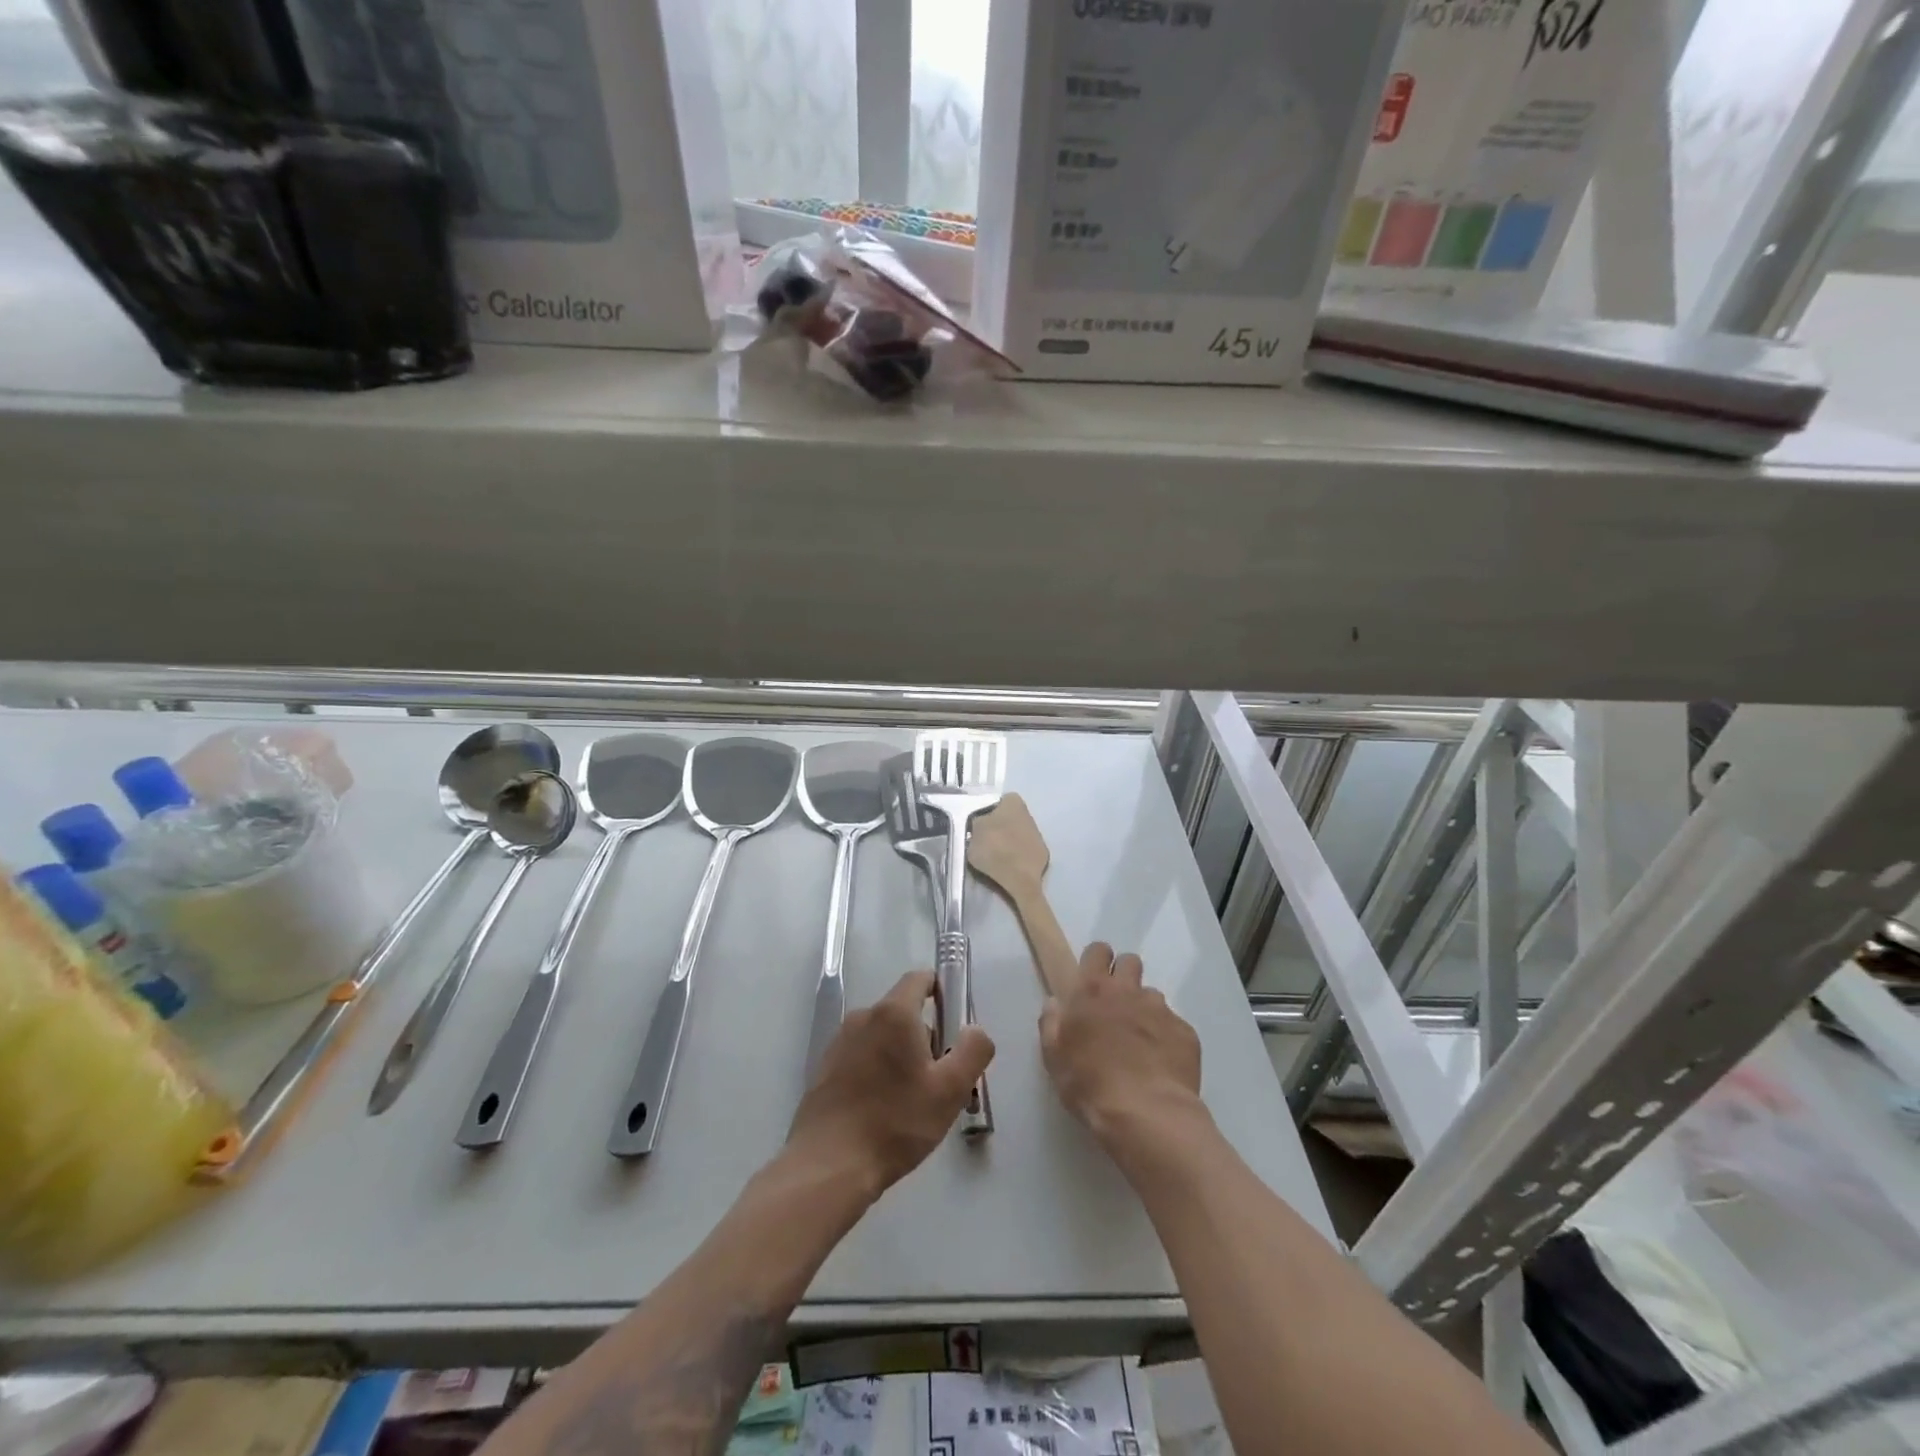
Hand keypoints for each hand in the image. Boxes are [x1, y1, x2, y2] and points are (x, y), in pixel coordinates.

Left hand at [788, 970, 994, 1197]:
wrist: (828, 1166)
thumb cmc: (895, 1123)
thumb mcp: (950, 1090)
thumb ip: (972, 1050)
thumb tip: (975, 1030)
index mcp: (894, 1014)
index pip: (920, 979)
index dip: (942, 990)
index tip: (955, 1023)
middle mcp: (863, 1017)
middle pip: (903, 1012)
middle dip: (925, 1036)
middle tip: (940, 1079)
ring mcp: (840, 1042)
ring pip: (882, 1037)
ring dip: (901, 1056)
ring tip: (912, 1102)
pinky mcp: (825, 1069)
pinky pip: (862, 1056)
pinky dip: (877, 1072)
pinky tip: (883, 1111)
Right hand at [1040, 942, 1202, 1146]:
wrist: (1146, 1114)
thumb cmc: (1090, 1084)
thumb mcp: (1054, 1057)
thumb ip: (1051, 1023)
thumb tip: (1055, 1002)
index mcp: (1093, 991)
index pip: (1098, 951)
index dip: (1097, 961)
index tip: (1093, 980)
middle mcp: (1128, 991)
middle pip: (1130, 962)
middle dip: (1124, 976)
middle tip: (1116, 1006)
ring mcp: (1160, 1010)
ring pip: (1152, 995)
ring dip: (1144, 1010)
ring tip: (1140, 1043)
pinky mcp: (1185, 1032)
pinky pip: (1173, 1025)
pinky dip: (1166, 1037)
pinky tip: (1160, 1063)